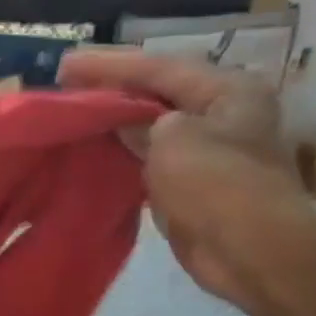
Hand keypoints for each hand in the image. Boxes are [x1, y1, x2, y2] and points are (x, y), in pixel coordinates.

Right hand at [58, 50, 315, 308]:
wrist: (251, 252)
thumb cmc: (216, 185)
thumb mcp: (172, 139)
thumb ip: (140, 121)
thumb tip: (123, 121)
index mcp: (228, 91)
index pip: (159, 67)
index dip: (110, 65)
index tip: (65, 64)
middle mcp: (222, 113)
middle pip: (157, 93)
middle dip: (111, 89)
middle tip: (64, 86)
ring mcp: (207, 150)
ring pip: (150, 126)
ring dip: (113, 121)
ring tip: (71, 114)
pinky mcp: (191, 183)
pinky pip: (147, 157)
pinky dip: (120, 152)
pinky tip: (91, 150)